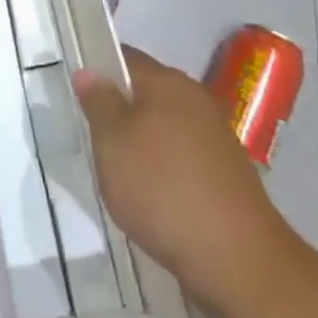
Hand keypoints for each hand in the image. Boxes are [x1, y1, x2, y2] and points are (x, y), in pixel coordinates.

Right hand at [73, 47, 287, 309]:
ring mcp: (216, 134)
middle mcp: (195, 97)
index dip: (98, 69)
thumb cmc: (163, 190)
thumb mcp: (112, 144)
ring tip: (120, 172)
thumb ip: (98, 103)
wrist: (239, 260)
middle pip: (147, 90)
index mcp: (166, 81)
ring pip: (166, 124)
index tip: (77, 93)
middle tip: (93, 137)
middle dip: (120, 109)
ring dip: (143, 140)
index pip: (125, 57)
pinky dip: (166, 166)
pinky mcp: (228, 170)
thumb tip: (89, 71)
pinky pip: (185, 154)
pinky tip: (155, 196)